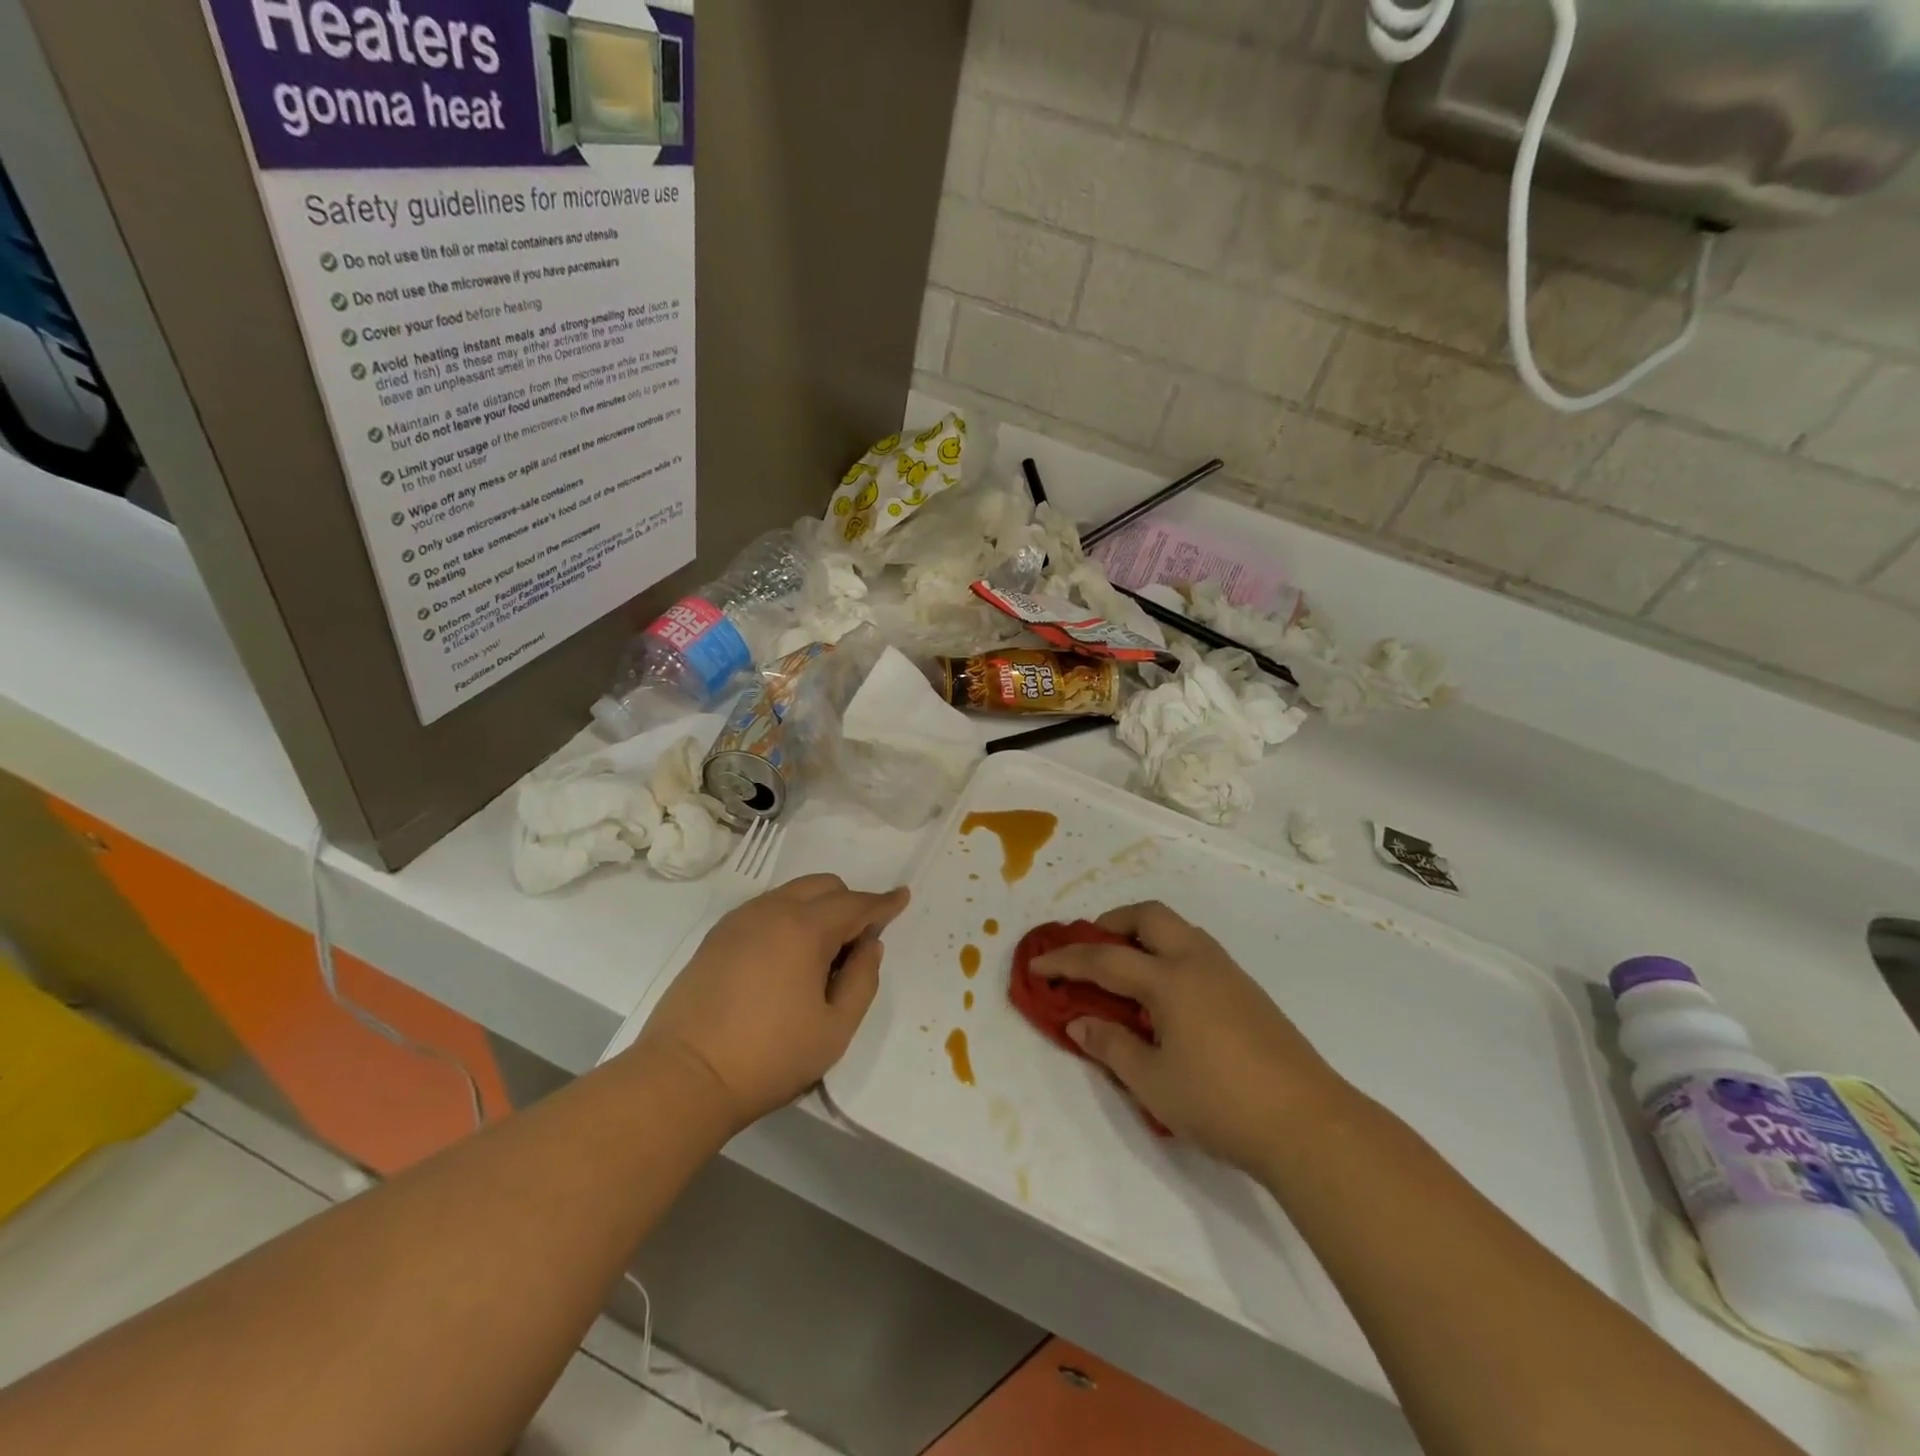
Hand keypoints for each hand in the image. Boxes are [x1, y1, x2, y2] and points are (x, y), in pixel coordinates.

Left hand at [636, 875, 909, 1132]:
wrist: (684, 1076)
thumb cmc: (769, 1057)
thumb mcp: (835, 1029)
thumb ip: (862, 980)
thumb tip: (869, 946)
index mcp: (805, 928)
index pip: (855, 903)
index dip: (883, 903)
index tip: (902, 897)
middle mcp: (772, 910)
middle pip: (823, 886)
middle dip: (849, 902)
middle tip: (857, 943)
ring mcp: (739, 921)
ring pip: (791, 893)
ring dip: (816, 909)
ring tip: (820, 956)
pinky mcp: (716, 937)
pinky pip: (765, 909)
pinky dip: (787, 918)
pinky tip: (785, 958)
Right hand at [1034, 901, 1347, 1169]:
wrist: (1309, 1124)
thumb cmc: (1221, 1103)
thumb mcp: (1153, 1082)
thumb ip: (1111, 1047)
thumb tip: (1079, 1023)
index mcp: (1170, 979)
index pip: (1104, 958)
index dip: (1065, 960)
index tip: (1036, 965)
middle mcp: (1198, 962)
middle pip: (1149, 915)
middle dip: (1112, 923)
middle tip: (1091, 950)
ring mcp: (1228, 973)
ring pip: (1178, 929)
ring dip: (1144, 936)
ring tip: (1125, 971)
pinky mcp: (1248, 991)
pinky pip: (1197, 950)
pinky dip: (1169, 954)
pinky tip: (1165, 996)